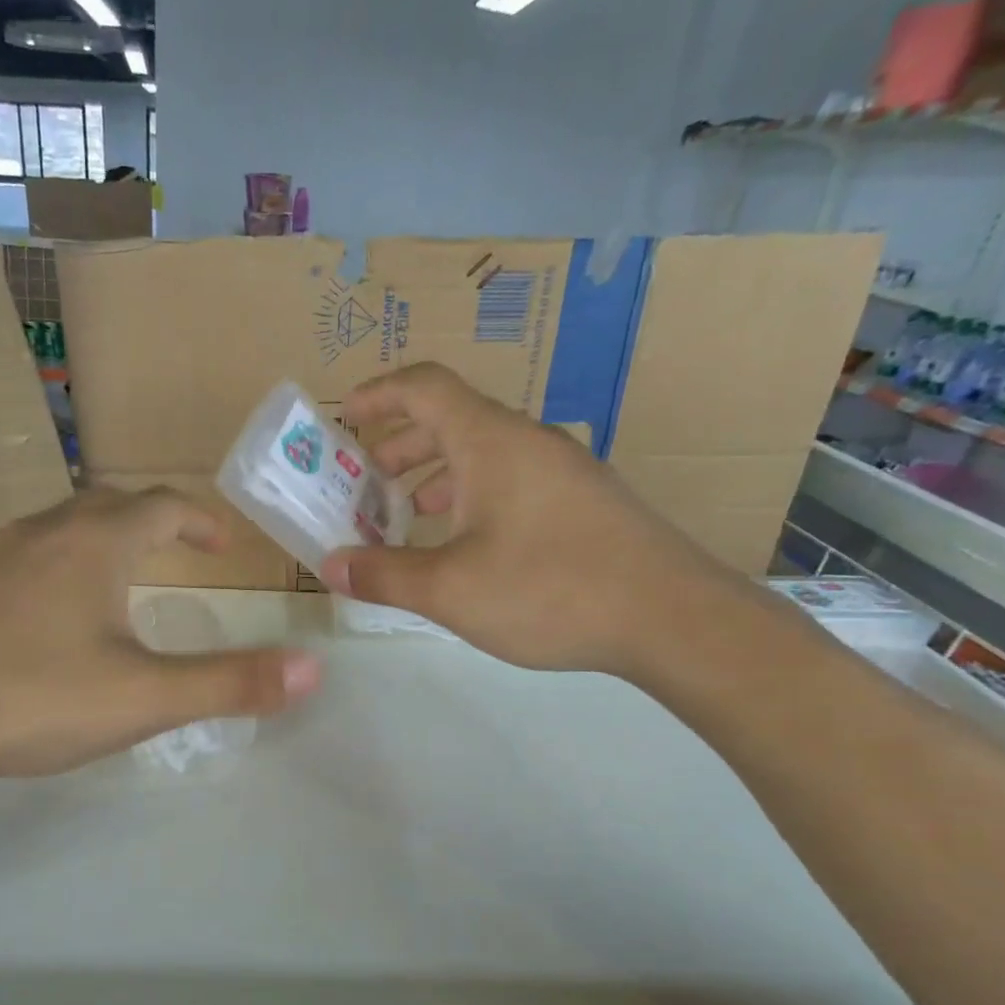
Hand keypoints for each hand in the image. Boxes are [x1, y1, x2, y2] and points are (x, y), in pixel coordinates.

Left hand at [0, 488, 321, 793]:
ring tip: (125, 577)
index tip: (222, 546)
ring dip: (105, 538)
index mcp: (94, 543)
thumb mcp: (144, 699)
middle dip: (156, 522)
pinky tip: (54, 610)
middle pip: (112, 504)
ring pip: (63, 524)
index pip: (163, 507)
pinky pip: (28, 552)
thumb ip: (230, 683)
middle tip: (182, 554)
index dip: (200, 521)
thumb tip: (314, 668)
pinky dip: (62, 562)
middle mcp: (43, 531)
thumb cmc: (31, 699)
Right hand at [317, 362, 731, 677]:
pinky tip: (464, 543)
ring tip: (406, 513)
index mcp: (491, 441)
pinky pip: (511, 480)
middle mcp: (527, 441)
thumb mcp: (450, 589)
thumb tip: (332, 567)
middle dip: (398, 446)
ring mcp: (562, 470)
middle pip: (450, 419)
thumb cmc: (549, 589)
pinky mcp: (582, 502)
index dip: (377, 393)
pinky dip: (471, 496)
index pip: (424, 387)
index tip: (344, 417)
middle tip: (365, 483)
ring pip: (483, 453)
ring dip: (434, 474)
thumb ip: (384, 575)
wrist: (673, 618)